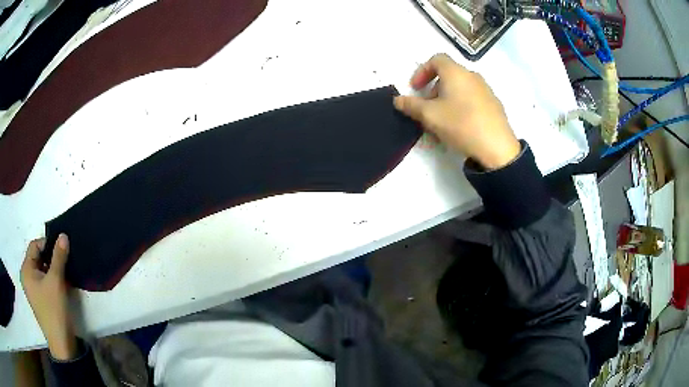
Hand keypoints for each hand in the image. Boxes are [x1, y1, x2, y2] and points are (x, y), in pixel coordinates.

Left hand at [21, 234, 77, 360]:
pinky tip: (62, 282)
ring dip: (52, 268)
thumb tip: (63, 235)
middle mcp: (27, 277)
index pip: (34, 246)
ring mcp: (33, 289)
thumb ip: (59, 257)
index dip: (47, 244)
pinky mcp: (40, 299)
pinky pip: (44, 281)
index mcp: (26, 270)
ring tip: (64, 270)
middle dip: (50, 257)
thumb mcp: (56, 281)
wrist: (62, 343)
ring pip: (42, 270)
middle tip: (64, 259)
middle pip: (37, 258)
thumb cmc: (54, 309)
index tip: (61, 248)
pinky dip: (52, 278)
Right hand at [394, 53, 520, 169]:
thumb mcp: (430, 116)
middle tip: (427, 108)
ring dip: (446, 99)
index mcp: (456, 72)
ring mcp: (486, 90)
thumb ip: (411, 105)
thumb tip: (397, 99)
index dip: (421, 71)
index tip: (415, 89)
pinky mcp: (494, 105)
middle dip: (433, 88)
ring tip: (442, 120)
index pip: (436, 59)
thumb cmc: (461, 124)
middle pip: (448, 74)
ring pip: (460, 88)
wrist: (497, 148)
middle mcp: (472, 76)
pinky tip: (460, 126)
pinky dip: (461, 105)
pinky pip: (472, 99)